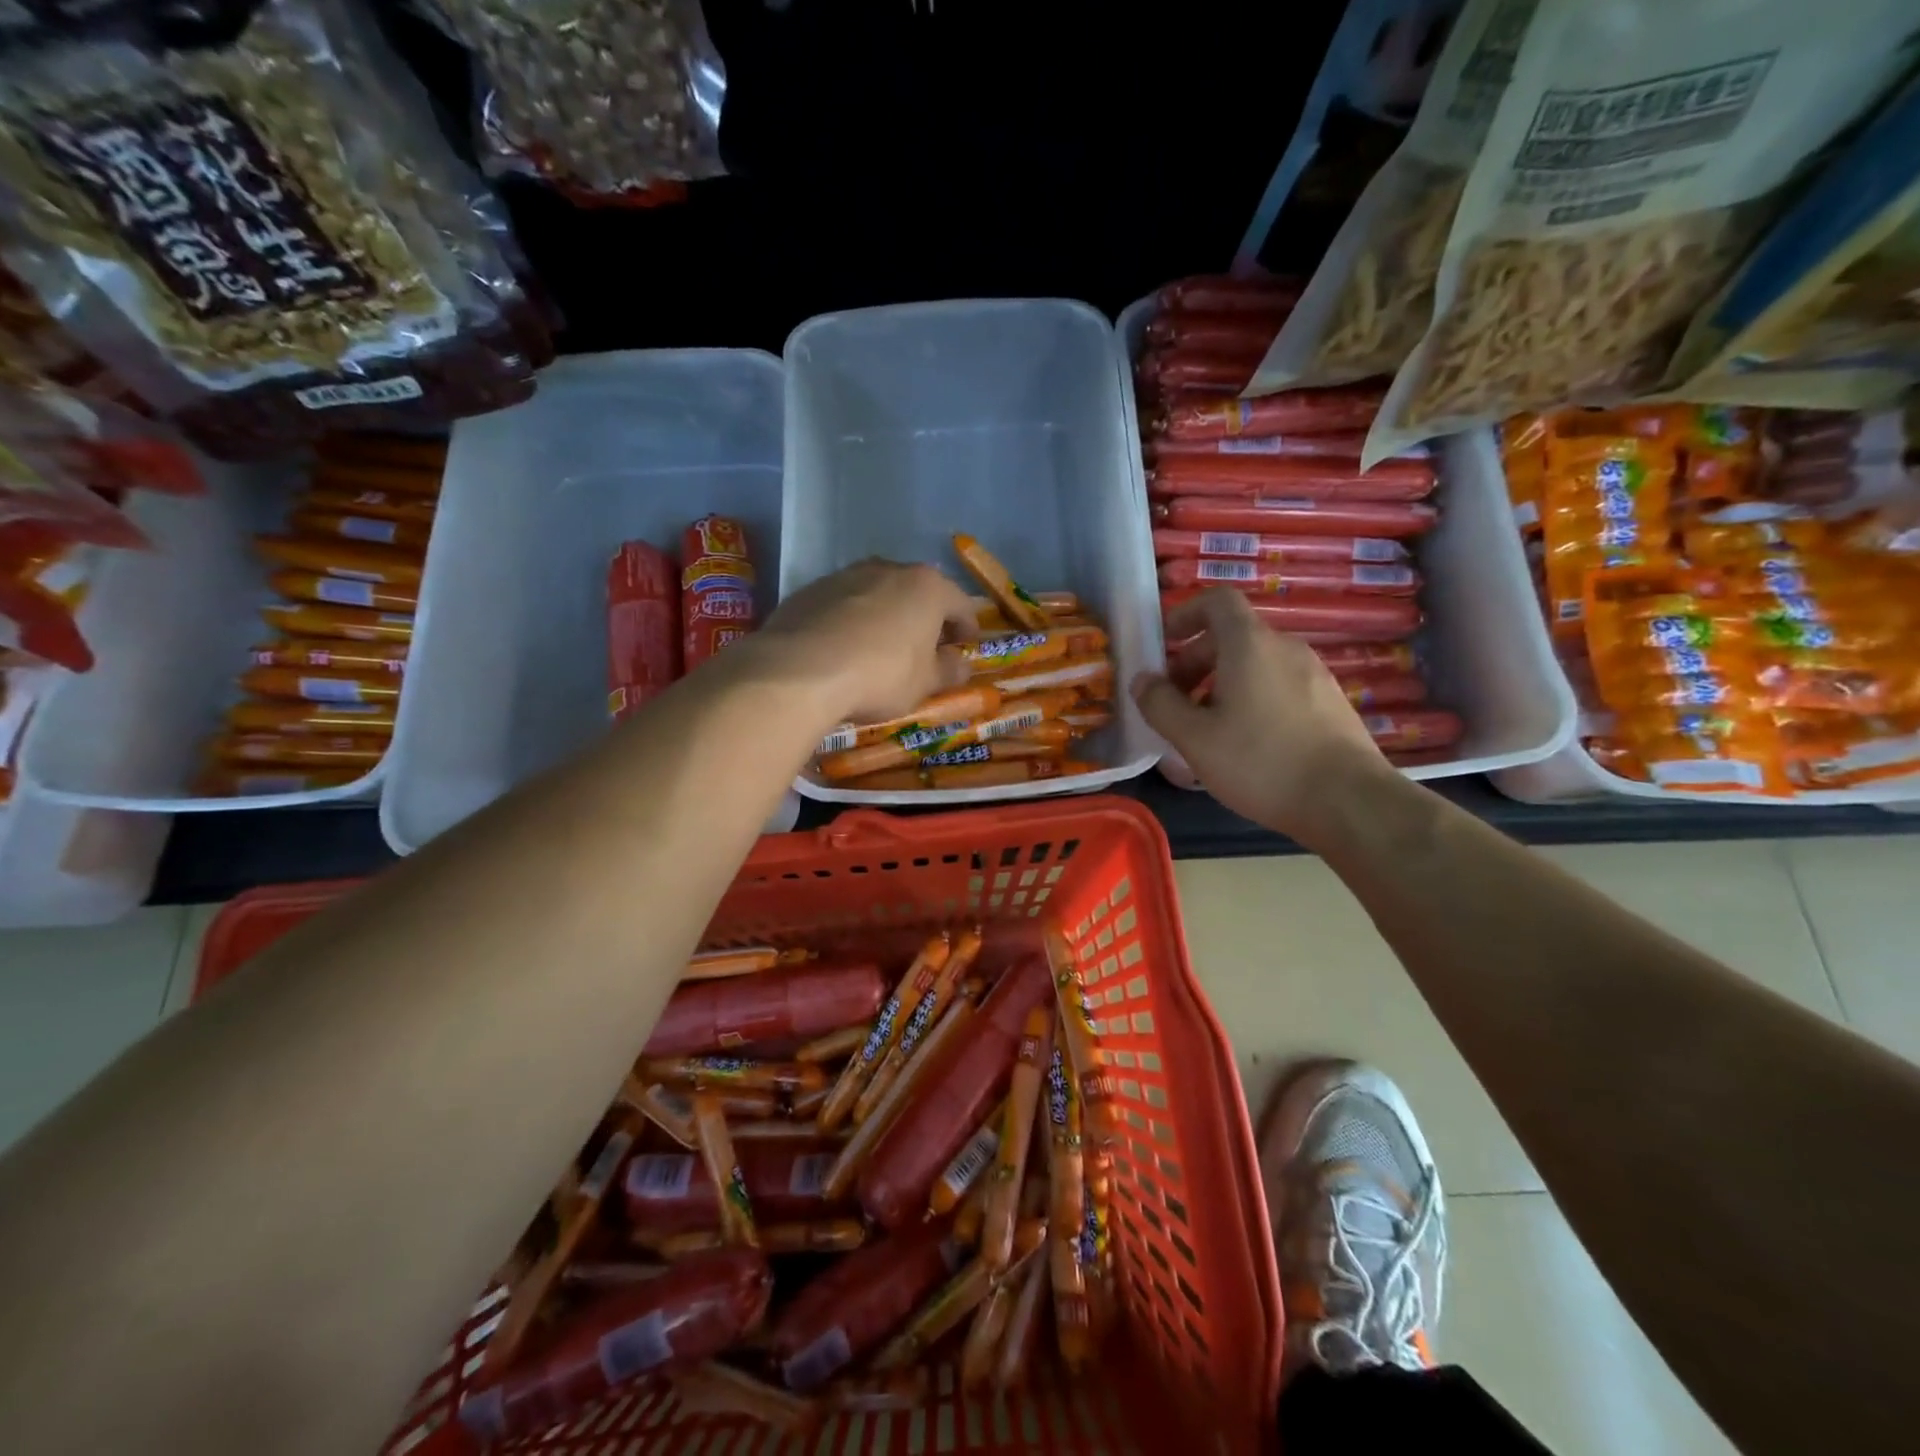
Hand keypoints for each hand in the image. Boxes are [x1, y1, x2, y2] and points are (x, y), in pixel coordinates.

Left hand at [753, 559, 977, 725]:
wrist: (800, 670)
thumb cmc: (880, 675)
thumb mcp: (925, 683)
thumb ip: (949, 670)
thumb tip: (960, 664)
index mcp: (927, 587)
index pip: (961, 604)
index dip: (967, 628)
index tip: (964, 648)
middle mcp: (888, 569)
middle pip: (917, 593)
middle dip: (924, 619)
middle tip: (924, 649)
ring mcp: (845, 575)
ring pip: (878, 594)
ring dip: (886, 617)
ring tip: (880, 649)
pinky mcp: (810, 590)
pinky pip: (843, 605)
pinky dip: (851, 622)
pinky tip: (843, 650)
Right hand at [1131, 587, 1392, 844]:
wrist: (1349, 801)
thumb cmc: (1261, 762)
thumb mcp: (1194, 739)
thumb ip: (1160, 705)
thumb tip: (1142, 680)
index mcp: (1250, 645)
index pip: (1217, 601)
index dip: (1185, 614)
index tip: (1164, 645)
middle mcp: (1285, 648)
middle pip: (1232, 635)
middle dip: (1195, 661)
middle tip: (1174, 700)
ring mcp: (1314, 673)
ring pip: (1255, 663)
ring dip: (1221, 683)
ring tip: (1206, 727)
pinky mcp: (1329, 702)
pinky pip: (1278, 684)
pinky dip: (1251, 697)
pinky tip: (1246, 742)